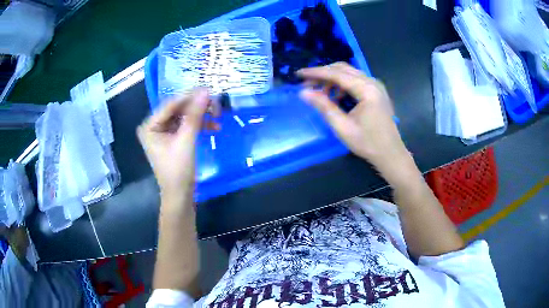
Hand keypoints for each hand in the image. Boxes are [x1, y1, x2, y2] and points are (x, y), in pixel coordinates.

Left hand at [137, 89, 211, 203]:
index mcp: (149, 126)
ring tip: (217, 116)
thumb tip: (206, 91)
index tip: (208, 90)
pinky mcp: (172, 139)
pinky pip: (185, 126)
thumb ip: (195, 114)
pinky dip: (199, 125)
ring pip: (183, 116)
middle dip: (197, 107)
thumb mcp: (186, 140)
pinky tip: (213, 126)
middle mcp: (154, 126)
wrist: (180, 195)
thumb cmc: (178, 169)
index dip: (189, 97)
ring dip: (200, 116)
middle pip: (177, 109)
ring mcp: (163, 132)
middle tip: (215, 104)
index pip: (170, 105)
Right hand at [297, 62, 407, 169]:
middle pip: (343, 69)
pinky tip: (335, 97)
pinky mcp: (376, 92)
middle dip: (323, 74)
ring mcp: (376, 86)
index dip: (316, 72)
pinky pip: (356, 81)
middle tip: (307, 85)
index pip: (337, 74)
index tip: (299, 74)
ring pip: (349, 73)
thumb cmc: (368, 143)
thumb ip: (324, 107)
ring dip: (332, 79)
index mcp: (366, 90)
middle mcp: (372, 82)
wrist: (390, 154)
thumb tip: (303, 92)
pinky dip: (342, 85)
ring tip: (319, 93)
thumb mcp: (343, 127)